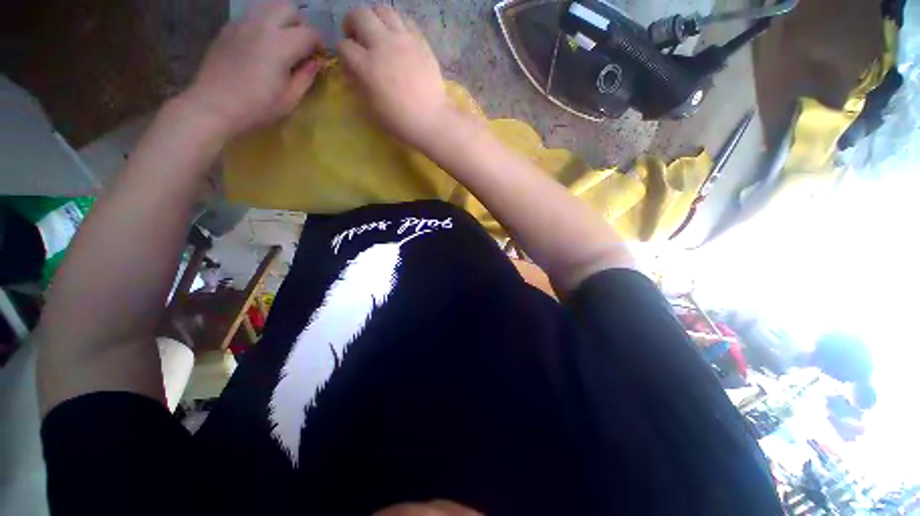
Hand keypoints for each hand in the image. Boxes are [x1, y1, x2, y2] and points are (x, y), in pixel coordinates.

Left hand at [180, 3, 322, 138]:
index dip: (320, 44)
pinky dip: (264, 22)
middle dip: (301, 24)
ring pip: (269, 5)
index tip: (320, 57)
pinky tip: (262, 43)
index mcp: (281, 45)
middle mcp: (262, 25)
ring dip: (282, 19)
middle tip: (302, 45)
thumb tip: (315, 63)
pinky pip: (252, 14)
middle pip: (289, 8)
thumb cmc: (257, 107)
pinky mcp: (229, 27)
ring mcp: (242, 23)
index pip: (310, 33)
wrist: (213, 105)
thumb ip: (306, 76)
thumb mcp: (290, 98)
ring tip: (282, 41)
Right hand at [339, 7, 450, 148]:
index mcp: (367, 65)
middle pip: (360, 15)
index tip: (349, 63)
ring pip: (384, 10)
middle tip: (357, 37)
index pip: (344, 46)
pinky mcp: (421, 43)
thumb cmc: (399, 121)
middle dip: (352, 23)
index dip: (343, 53)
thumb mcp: (371, 109)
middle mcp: (383, 45)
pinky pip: (406, 22)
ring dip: (375, 19)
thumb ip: (358, 86)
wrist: (431, 120)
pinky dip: (398, 26)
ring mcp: (404, 41)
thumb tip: (351, 73)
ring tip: (378, 33)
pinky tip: (399, 40)